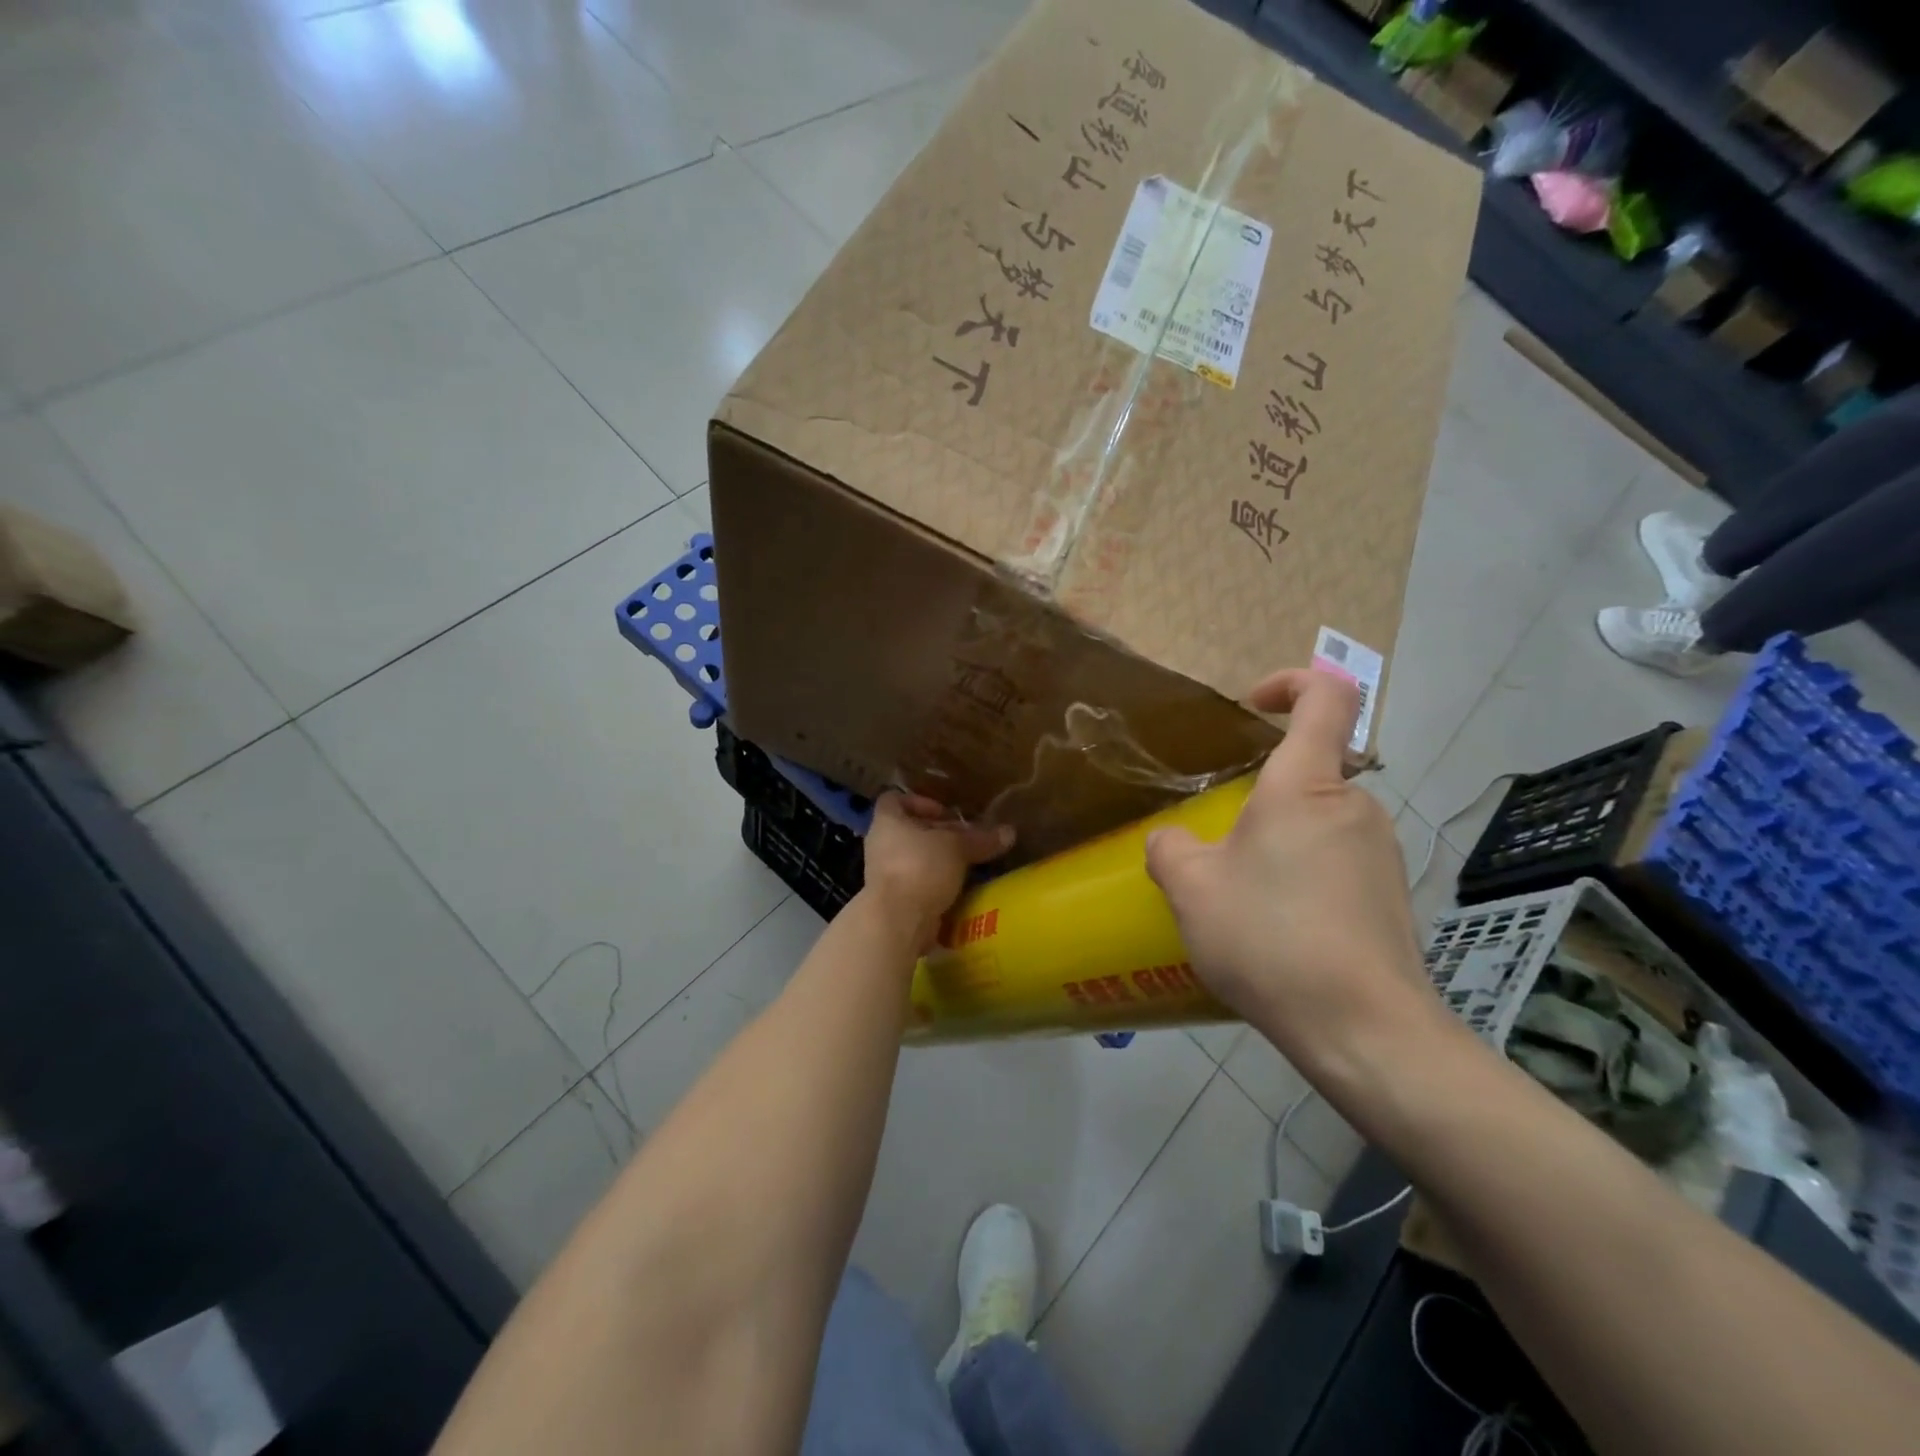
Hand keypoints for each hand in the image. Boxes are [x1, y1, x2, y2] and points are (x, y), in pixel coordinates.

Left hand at [861, 793, 1013, 951]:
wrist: (897, 921)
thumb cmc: (921, 868)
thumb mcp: (957, 848)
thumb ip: (981, 839)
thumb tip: (1009, 832)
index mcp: (887, 822)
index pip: (895, 799)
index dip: (921, 802)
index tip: (947, 813)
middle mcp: (881, 845)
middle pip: (910, 831)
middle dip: (939, 835)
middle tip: (968, 841)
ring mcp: (884, 875)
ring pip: (915, 859)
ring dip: (939, 862)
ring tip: (967, 865)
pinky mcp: (892, 901)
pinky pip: (916, 884)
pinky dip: (936, 885)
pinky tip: (959, 890)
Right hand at [1144, 669, 1434, 1078]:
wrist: (1363, 1029)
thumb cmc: (1270, 938)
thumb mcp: (1191, 890)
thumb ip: (1170, 850)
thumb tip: (1172, 841)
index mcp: (1306, 786)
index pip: (1327, 696)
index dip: (1292, 681)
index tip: (1253, 705)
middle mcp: (1354, 806)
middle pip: (1309, 772)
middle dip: (1261, 799)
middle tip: (1219, 850)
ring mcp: (1382, 852)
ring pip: (1319, 823)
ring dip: (1279, 843)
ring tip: (1243, 900)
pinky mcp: (1392, 896)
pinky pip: (1338, 863)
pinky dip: (1304, 877)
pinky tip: (1279, 931)